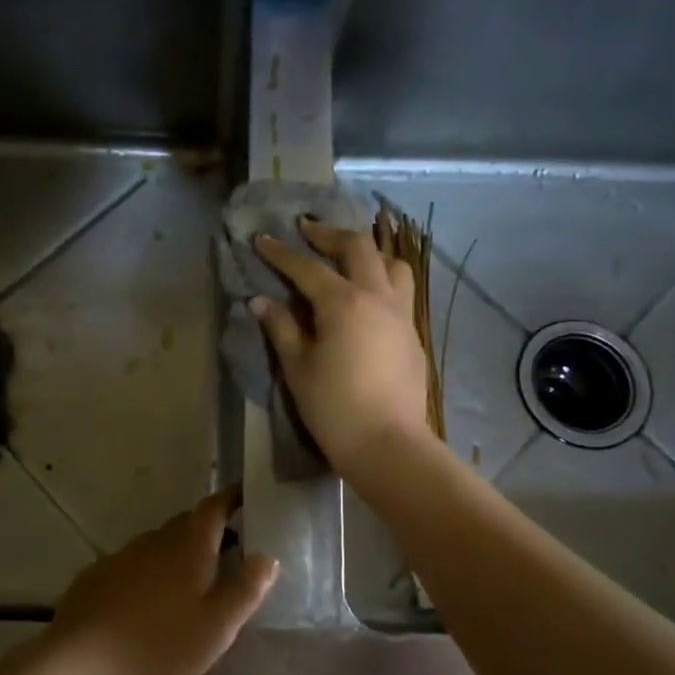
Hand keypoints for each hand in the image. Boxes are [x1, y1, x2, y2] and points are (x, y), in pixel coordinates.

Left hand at [42, 487, 276, 674]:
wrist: (79, 669)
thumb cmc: (159, 648)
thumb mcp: (216, 628)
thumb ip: (245, 590)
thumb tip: (267, 556)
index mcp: (187, 547)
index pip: (212, 508)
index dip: (230, 499)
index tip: (243, 495)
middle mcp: (152, 542)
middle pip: (183, 526)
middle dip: (204, 532)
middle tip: (224, 551)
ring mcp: (118, 558)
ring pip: (154, 547)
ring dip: (172, 556)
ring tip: (185, 585)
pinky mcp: (92, 580)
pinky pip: (128, 568)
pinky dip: (142, 576)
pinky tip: (141, 606)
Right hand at [251, 220, 432, 475]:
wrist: (388, 443)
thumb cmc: (334, 407)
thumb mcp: (298, 368)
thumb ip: (281, 328)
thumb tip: (261, 301)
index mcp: (343, 302)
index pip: (307, 267)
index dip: (281, 252)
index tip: (262, 238)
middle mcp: (377, 297)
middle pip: (357, 247)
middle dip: (329, 234)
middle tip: (307, 231)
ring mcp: (401, 314)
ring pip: (391, 264)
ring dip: (367, 252)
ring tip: (347, 258)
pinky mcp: (412, 334)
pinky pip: (401, 290)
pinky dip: (382, 278)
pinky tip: (367, 295)